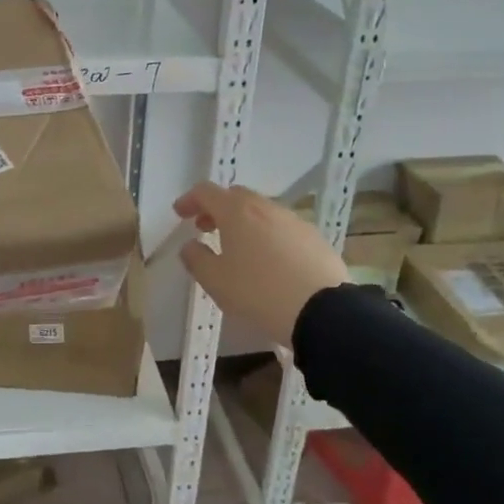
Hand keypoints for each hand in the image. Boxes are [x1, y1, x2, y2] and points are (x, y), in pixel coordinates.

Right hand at [173, 182, 348, 345]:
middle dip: (217, 209)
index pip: (206, 192)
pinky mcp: (314, 237)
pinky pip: (282, 228)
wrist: (323, 312)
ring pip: (261, 211)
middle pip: (235, 196)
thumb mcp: (216, 281)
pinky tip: (269, 260)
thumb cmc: (259, 293)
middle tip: (206, 228)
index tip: (180, 214)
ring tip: (238, 248)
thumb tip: (190, 245)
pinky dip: (268, 235)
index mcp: (236, 211)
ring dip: (244, 222)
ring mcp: (294, 220)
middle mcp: (265, 207)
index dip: (189, 200)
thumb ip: (196, 258)